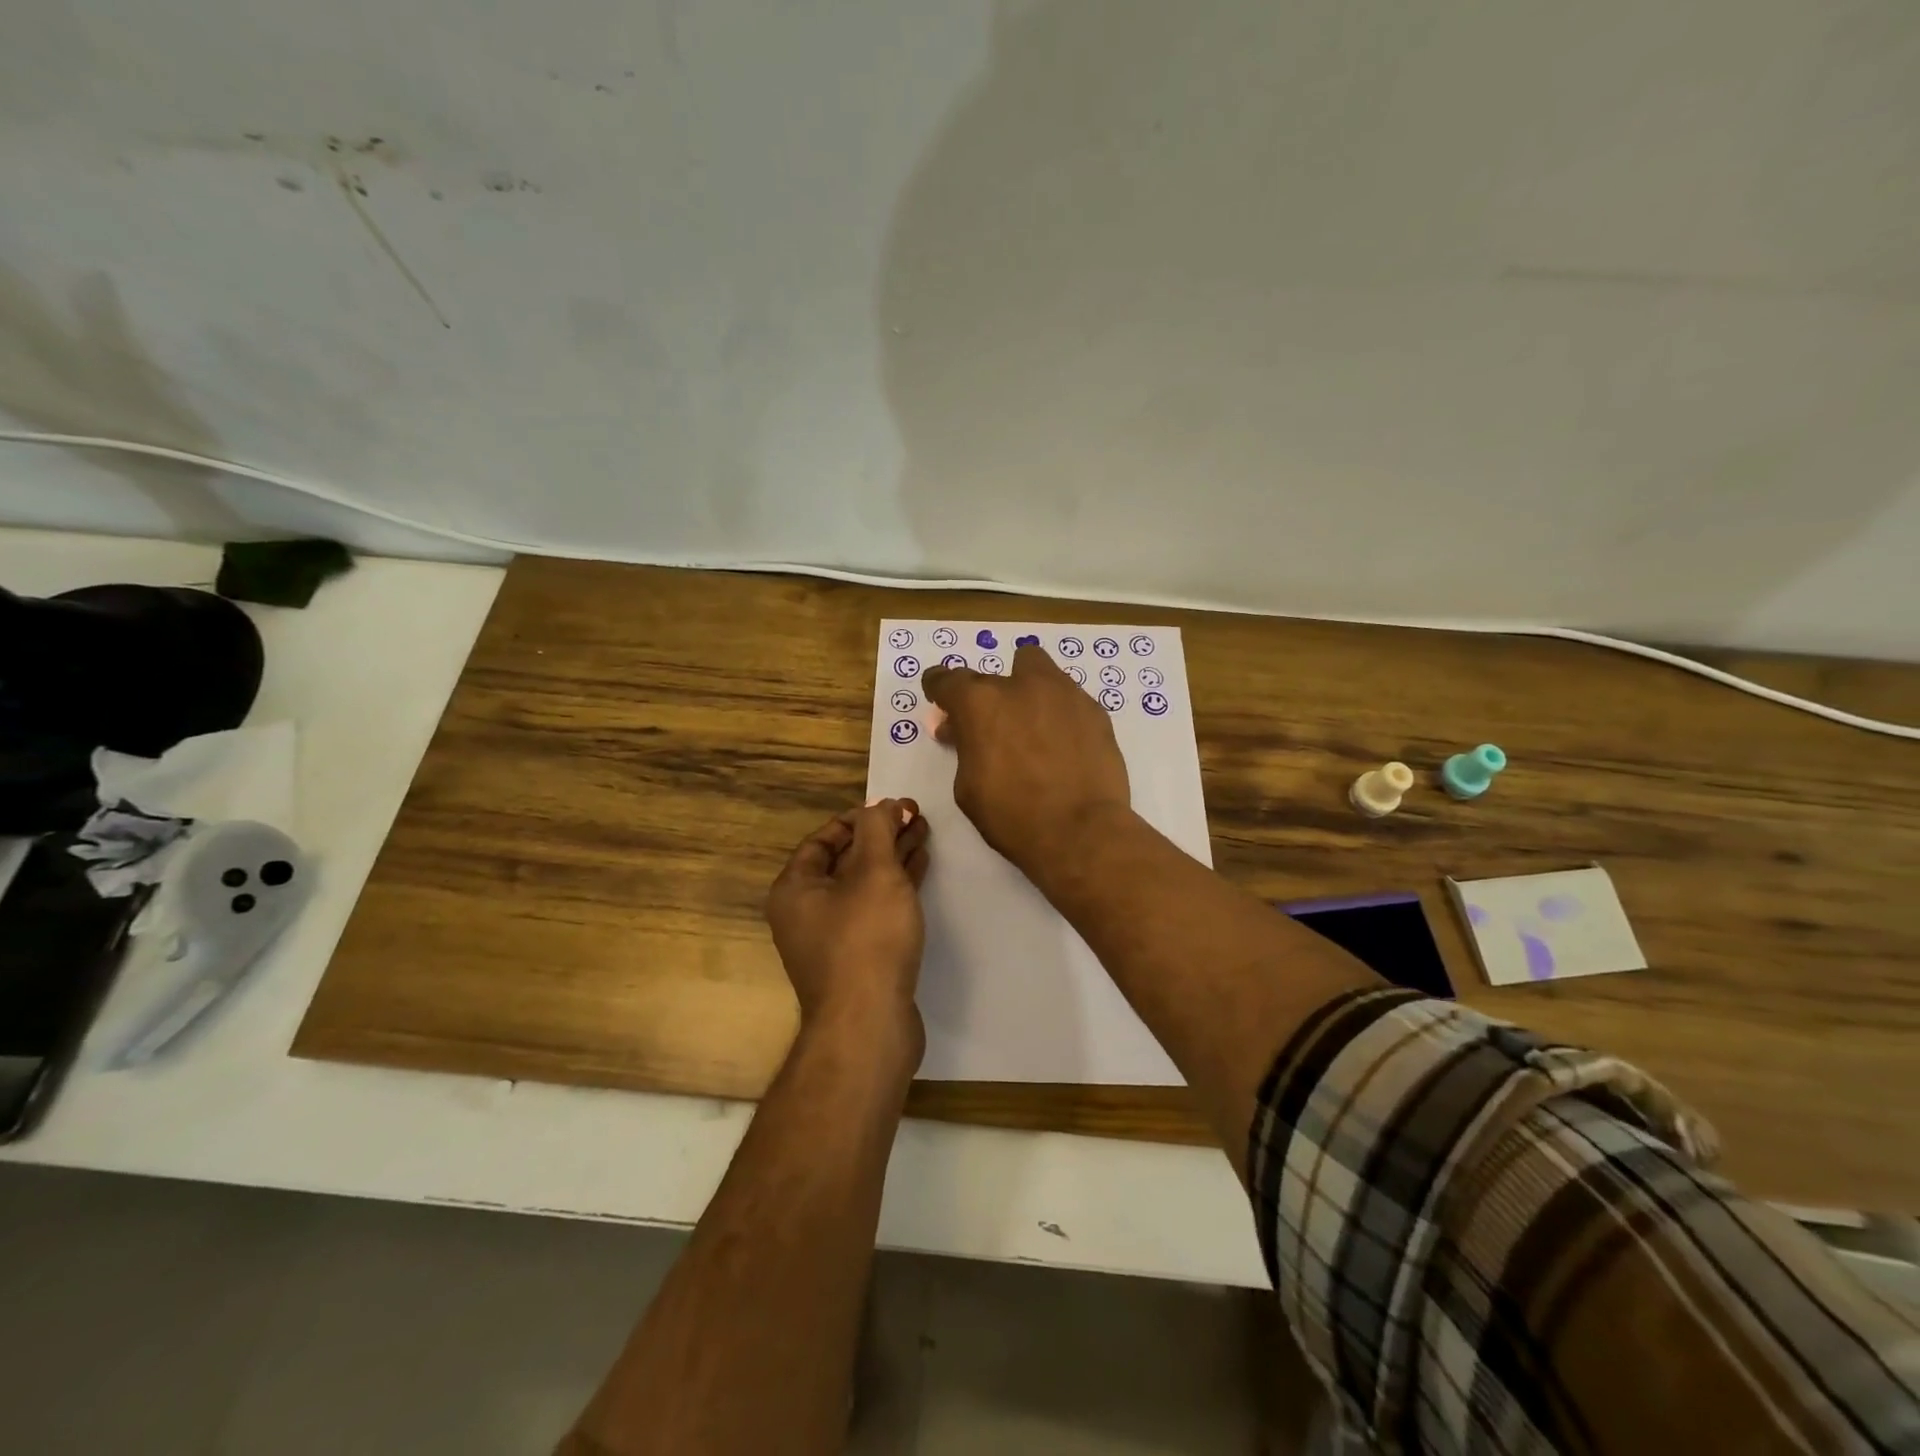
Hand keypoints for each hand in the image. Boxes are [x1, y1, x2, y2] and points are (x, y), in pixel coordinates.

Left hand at [765, 798, 930, 1057]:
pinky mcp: (858, 959)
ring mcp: (831, 939)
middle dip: (881, 836)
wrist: (869, 1026)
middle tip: (916, 816)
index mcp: (794, 889)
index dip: (858, 818)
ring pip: (863, 885)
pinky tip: (920, 870)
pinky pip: (875, 909)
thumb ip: (879, 830)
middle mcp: (805, 912)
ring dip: (892, 858)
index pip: (823, 840)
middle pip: (845, 860)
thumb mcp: (875, 872)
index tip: (893, 807)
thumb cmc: (866, 939)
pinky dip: (896, 887)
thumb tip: (881, 804)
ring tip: (924, 834)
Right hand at [922, 645, 1131, 875]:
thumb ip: (964, 748)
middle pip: (993, 674)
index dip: (939, 688)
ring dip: (1027, 690)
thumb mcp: (968, 787)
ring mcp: (1063, 693)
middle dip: (988, 698)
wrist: (1081, 831)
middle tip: (993, 727)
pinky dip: (1059, 713)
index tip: (941, 698)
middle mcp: (1020, 685)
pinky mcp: (1094, 709)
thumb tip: (962, 731)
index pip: (947, 680)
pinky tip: (1063, 743)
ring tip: (1033, 726)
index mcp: (979, 703)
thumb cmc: (1012, 815)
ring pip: (1037, 670)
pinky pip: (1067, 698)